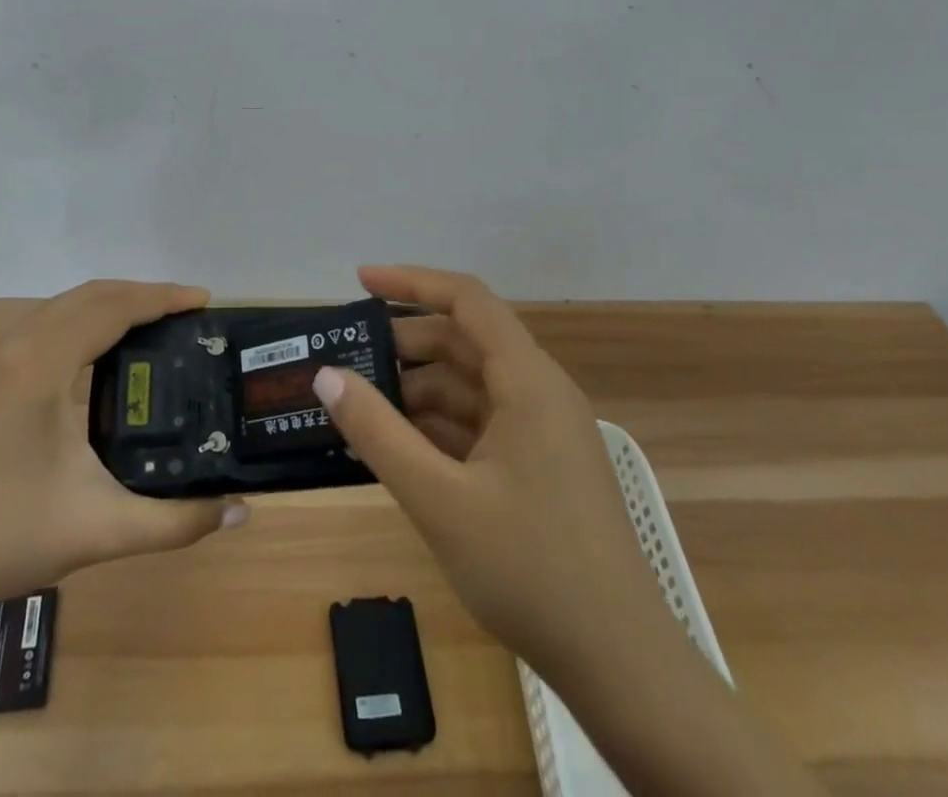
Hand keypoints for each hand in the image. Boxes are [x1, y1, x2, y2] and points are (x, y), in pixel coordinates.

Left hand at [0, 280, 247, 621]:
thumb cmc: (7, 539)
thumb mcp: (103, 529)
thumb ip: (178, 521)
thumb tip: (242, 513)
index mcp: (41, 364)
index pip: (113, 308)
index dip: (161, 298)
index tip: (203, 301)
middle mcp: (13, 345)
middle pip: (89, 295)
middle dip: (141, 294)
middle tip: (186, 311)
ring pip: (61, 306)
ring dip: (109, 305)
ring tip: (153, 325)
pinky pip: (42, 325)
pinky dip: (81, 322)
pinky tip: (100, 354)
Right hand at [313, 265, 654, 681]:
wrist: (621, 665)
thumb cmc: (531, 569)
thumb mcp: (439, 499)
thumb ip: (378, 432)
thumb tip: (327, 375)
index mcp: (527, 380)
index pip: (467, 300)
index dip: (412, 282)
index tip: (360, 282)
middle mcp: (538, 392)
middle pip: (464, 342)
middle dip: (405, 344)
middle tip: (347, 358)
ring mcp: (541, 431)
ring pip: (470, 386)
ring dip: (417, 391)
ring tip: (360, 406)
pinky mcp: (539, 466)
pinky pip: (480, 425)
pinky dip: (438, 427)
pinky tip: (398, 446)